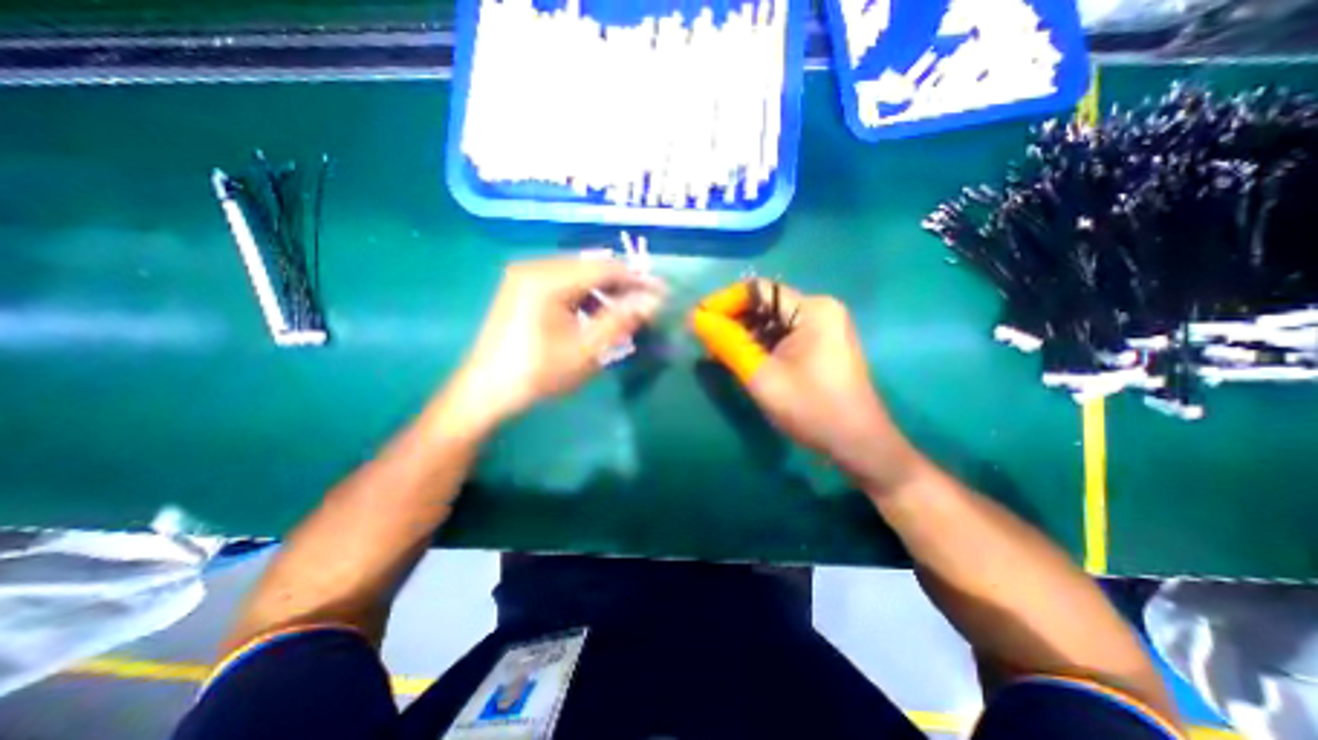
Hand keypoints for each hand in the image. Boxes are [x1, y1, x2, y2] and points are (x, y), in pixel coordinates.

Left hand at [443, 256, 670, 433]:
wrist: (486, 390)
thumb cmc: (537, 373)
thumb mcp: (585, 351)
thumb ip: (620, 321)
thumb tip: (653, 301)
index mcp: (548, 279)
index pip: (605, 268)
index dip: (637, 280)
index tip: (662, 293)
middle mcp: (535, 266)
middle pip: (591, 266)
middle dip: (621, 285)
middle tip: (644, 306)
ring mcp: (525, 275)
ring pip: (578, 273)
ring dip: (603, 291)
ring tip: (621, 315)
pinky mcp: (521, 286)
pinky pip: (563, 281)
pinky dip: (584, 295)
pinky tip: (592, 315)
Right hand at [692, 279, 925, 491]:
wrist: (858, 444)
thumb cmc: (812, 409)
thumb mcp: (762, 376)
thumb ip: (727, 343)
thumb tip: (696, 319)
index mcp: (812, 309)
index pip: (757, 290)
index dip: (723, 302)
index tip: (698, 321)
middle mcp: (820, 309)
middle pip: (765, 304)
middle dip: (732, 320)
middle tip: (704, 340)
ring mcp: (824, 327)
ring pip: (772, 321)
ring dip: (744, 333)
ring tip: (718, 351)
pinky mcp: (822, 344)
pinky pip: (783, 335)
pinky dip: (760, 344)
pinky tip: (742, 358)